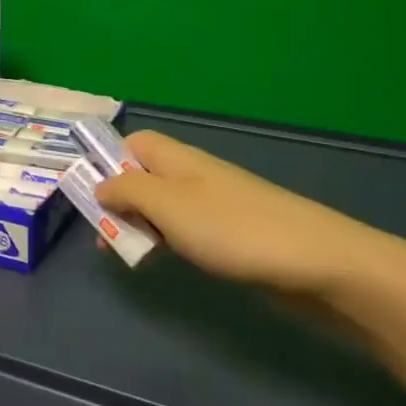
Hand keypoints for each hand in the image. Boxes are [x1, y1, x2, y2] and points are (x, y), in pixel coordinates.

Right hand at [93, 130, 390, 304]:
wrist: (316, 262)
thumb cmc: (233, 229)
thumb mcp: (168, 205)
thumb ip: (127, 191)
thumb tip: (100, 185)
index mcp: (178, 159)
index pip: (133, 143)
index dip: (107, 161)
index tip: (89, 194)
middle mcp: (194, 175)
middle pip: (144, 175)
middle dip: (118, 201)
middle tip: (103, 236)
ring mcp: (215, 205)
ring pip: (163, 206)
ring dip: (140, 224)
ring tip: (128, 254)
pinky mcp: (231, 235)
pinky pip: (185, 230)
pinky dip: (167, 241)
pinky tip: (165, 261)